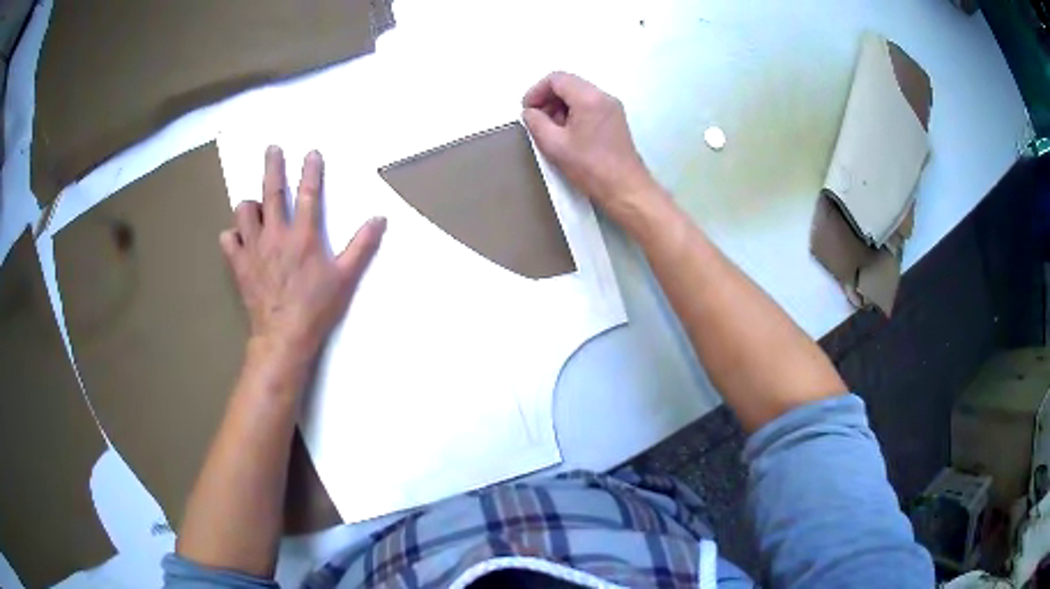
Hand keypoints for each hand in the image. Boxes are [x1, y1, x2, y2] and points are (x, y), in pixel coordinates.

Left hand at [220, 147, 384, 367]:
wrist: (283, 336)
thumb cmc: (316, 307)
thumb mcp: (345, 278)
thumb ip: (362, 246)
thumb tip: (380, 218)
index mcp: (304, 235)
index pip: (309, 194)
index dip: (311, 170)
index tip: (311, 152)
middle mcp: (276, 234)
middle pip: (272, 192)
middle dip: (273, 166)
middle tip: (272, 148)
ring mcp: (254, 248)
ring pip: (244, 211)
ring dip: (250, 206)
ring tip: (256, 208)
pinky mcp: (239, 264)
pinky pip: (229, 240)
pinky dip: (232, 236)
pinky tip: (239, 239)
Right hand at [522, 71, 657, 221]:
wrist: (625, 188)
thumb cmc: (589, 167)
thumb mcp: (554, 145)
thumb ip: (536, 122)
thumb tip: (530, 112)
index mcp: (589, 98)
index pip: (556, 79)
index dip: (536, 91)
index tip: (527, 110)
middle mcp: (603, 96)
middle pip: (568, 84)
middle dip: (548, 99)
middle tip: (537, 121)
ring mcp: (612, 107)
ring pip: (578, 95)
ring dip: (560, 107)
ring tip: (551, 130)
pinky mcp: (615, 119)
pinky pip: (589, 106)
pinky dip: (573, 113)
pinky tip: (567, 135)